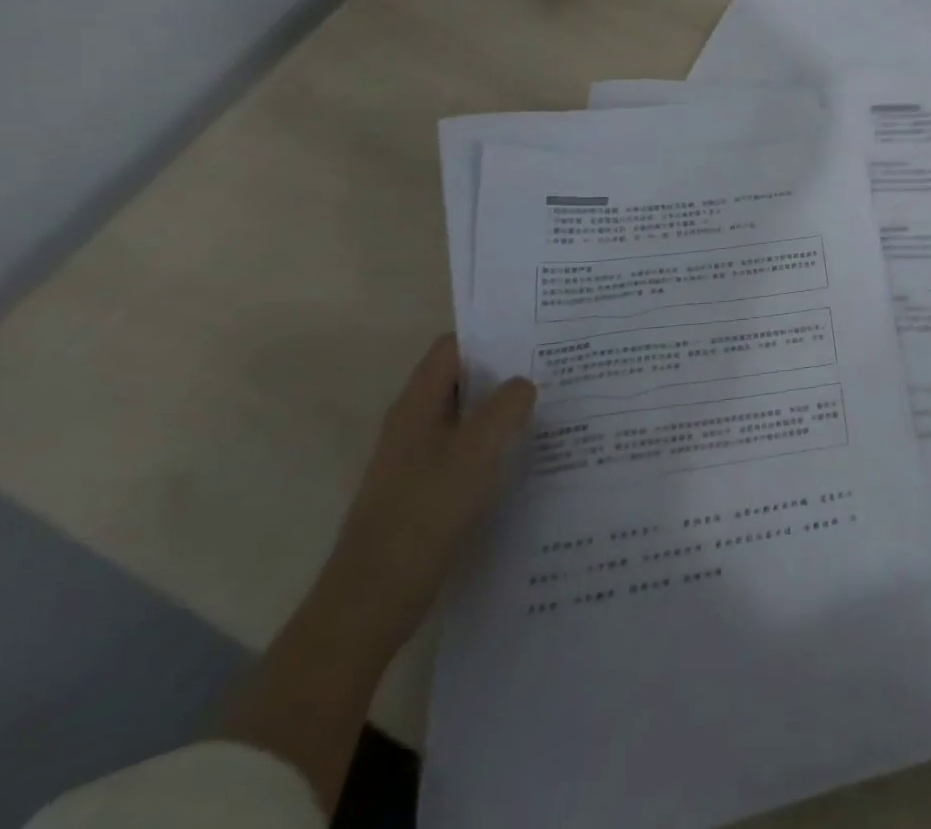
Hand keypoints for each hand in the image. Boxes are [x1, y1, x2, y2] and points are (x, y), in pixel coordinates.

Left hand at [320, 335, 536, 654]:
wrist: (374, 598)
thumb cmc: (427, 511)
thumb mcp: (479, 449)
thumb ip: (508, 405)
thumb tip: (524, 383)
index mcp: (418, 405)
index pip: (453, 347)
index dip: (492, 333)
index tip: (537, 331)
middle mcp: (414, 424)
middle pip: (463, 379)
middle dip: (506, 370)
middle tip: (557, 365)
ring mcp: (417, 459)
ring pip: (468, 416)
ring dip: (503, 408)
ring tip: (553, 404)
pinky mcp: (427, 489)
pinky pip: (467, 449)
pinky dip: (496, 443)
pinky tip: (528, 454)